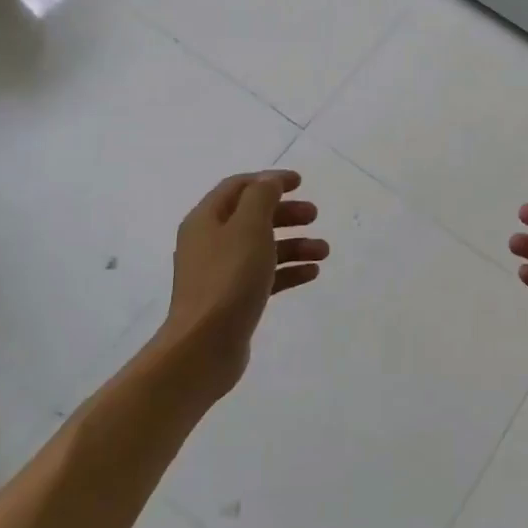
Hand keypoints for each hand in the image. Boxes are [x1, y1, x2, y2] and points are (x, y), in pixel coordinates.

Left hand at [160, 170, 326, 400]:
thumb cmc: (228, 279)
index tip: (300, 182)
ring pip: (262, 248)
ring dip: (294, 244)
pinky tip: (312, 273)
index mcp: (206, 220)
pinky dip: (288, 270)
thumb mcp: (248, 228)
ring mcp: (220, 273)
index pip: (239, 187)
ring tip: (323, 251)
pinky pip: (264, 276)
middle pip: (252, 217)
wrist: (203, 347)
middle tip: (314, 215)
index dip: (269, 180)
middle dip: (285, 213)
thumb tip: (269, 180)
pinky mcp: (233, 300)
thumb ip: (261, 197)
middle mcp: (210, 242)